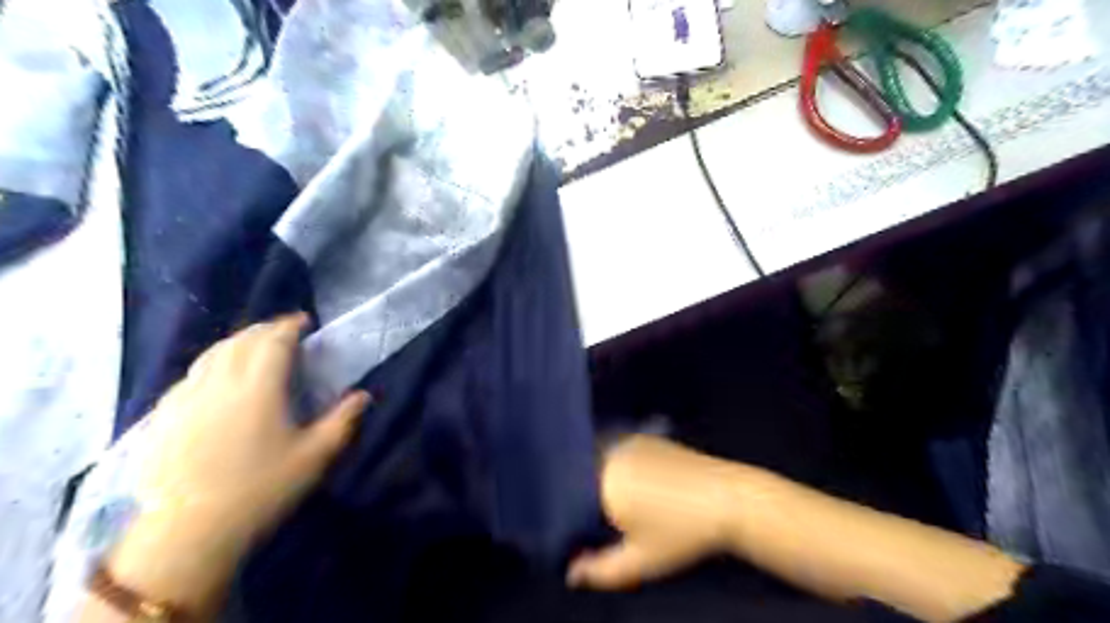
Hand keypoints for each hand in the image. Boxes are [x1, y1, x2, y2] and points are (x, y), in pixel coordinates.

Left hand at [106, 313, 366, 615]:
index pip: (273, 341)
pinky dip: (211, 364)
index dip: (290, 326)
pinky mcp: (163, 416)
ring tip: (252, 345)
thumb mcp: (315, 456)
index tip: (305, 321)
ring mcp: (186, 398)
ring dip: (236, 342)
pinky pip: (190, 375)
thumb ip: (342, 420)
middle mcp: (219, 383)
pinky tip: (215, 378)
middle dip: (264, 329)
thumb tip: (363, 395)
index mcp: (258, 388)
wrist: (189, 531)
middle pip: (240, 341)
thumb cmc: (262, 489)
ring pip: (211, 354)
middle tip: (283, 331)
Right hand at [568, 436, 739, 591]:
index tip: (590, 530)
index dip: (576, 515)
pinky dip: (622, 466)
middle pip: (586, 476)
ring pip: (603, 462)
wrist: (728, 499)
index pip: (571, 495)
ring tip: (631, 504)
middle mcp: (612, 455)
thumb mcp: (640, 562)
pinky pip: (621, 452)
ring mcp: (630, 443)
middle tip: (613, 519)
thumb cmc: (682, 533)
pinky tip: (644, 485)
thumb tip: (570, 573)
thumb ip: (599, 570)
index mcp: (603, 482)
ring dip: (607, 480)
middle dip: (591, 497)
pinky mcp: (647, 438)